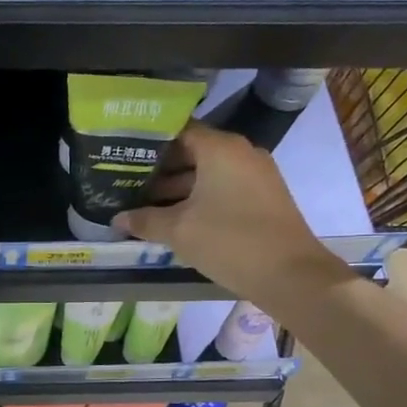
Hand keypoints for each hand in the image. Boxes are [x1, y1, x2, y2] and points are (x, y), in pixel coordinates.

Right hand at [114, 124, 348, 304]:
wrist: (290, 274)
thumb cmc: (229, 241)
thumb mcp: (179, 231)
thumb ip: (145, 220)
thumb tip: (116, 219)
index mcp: (220, 148)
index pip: (177, 131)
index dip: (148, 142)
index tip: (122, 154)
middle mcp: (240, 153)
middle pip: (192, 151)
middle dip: (159, 169)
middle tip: (126, 182)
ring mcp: (255, 175)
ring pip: (207, 173)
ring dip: (177, 188)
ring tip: (143, 205)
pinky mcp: (263, 197)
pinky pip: (223, 188)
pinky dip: (199, 198)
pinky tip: (175, 218)